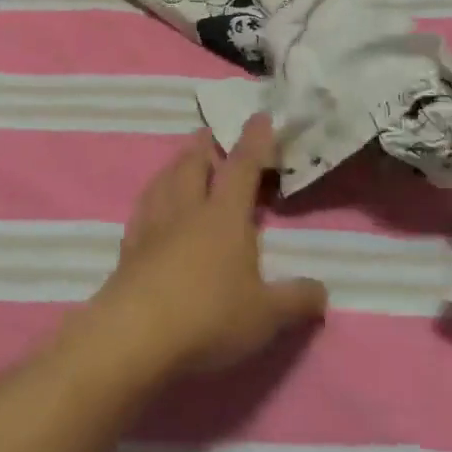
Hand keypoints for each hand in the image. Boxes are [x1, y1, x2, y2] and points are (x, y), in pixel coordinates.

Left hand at [89, 117, 328, 376]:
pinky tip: (149, 204)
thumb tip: (323, 291)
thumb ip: (296, 300)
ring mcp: (153, 227)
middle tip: (207, 133)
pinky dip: (150, 197)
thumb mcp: (265, 315)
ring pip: (164, 181)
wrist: (135, 334)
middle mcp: (187, 210)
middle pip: (193, 165)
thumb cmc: (209, 316)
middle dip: (203, 146)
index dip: (254, 141)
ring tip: (179, 158)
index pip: (242, 167)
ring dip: (174, 165)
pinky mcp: (128, 249)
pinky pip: (141, 210)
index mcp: (224, 215)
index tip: (259, 116)